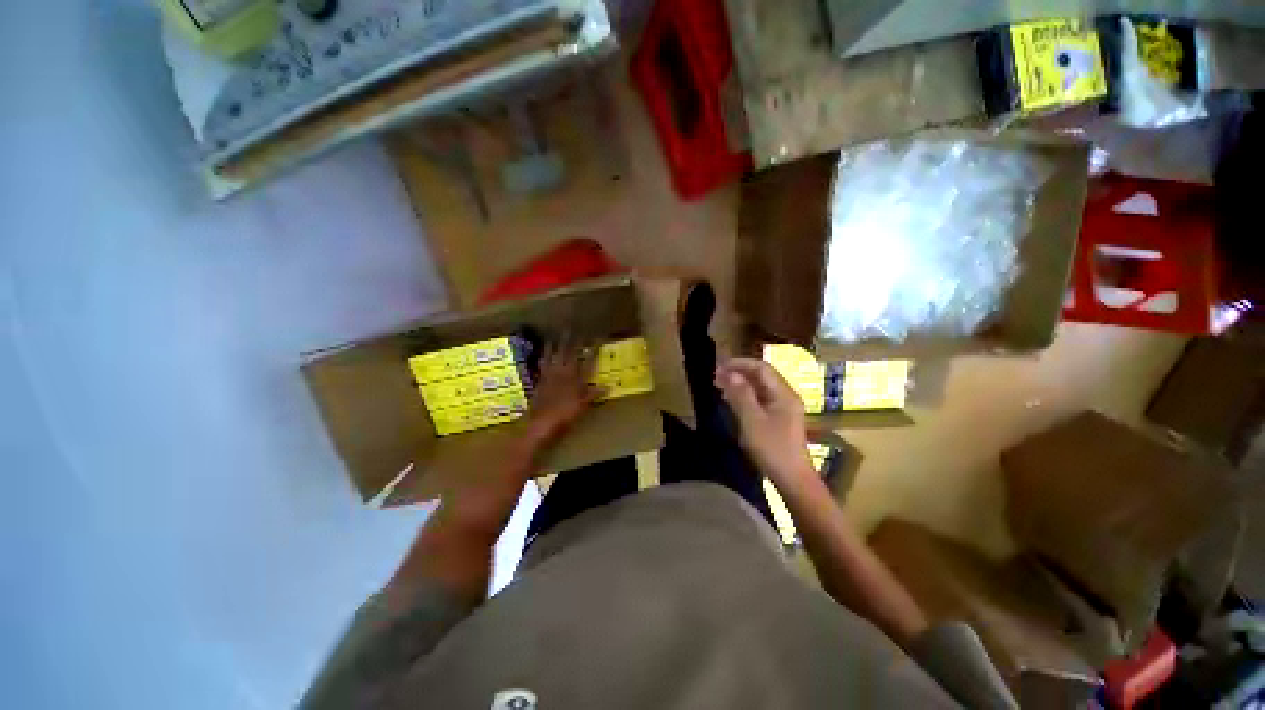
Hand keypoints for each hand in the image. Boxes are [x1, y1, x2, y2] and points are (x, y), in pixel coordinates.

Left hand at [526, 340, 599, 443]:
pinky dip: (543, 357)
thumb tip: (609, 386)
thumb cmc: (565, 415)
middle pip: (569, 353)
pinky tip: (543, 352)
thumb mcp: (583, 406)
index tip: (598, 338)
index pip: (588, 361)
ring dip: (555, 345)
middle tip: (573, 328)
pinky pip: (543, 364)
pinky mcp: (541, 379)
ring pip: (554, 356)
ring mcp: (551, 375)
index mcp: (577, 379)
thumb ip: (594, 394)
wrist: (541, 422)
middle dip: (573, 340)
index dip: (593, 349)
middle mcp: (564, 373)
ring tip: (555, 334)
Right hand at [715, 358, 815, 487]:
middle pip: (762, 376)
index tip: (719, 366)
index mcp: (783, 393)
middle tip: (716, 376)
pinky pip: (761, 400)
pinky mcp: (780, 420)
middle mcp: (786, 396)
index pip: (761, 367)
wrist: (793, 479)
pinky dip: (745, 397)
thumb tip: (729, 373)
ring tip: (720, 386)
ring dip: (741, 384)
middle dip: (739, 372)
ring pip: (760, 388)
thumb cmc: (772, 448)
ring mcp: (784, 408)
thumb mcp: (752, 420)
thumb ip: (740, 394)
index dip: (739, 363)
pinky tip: (732, 402)